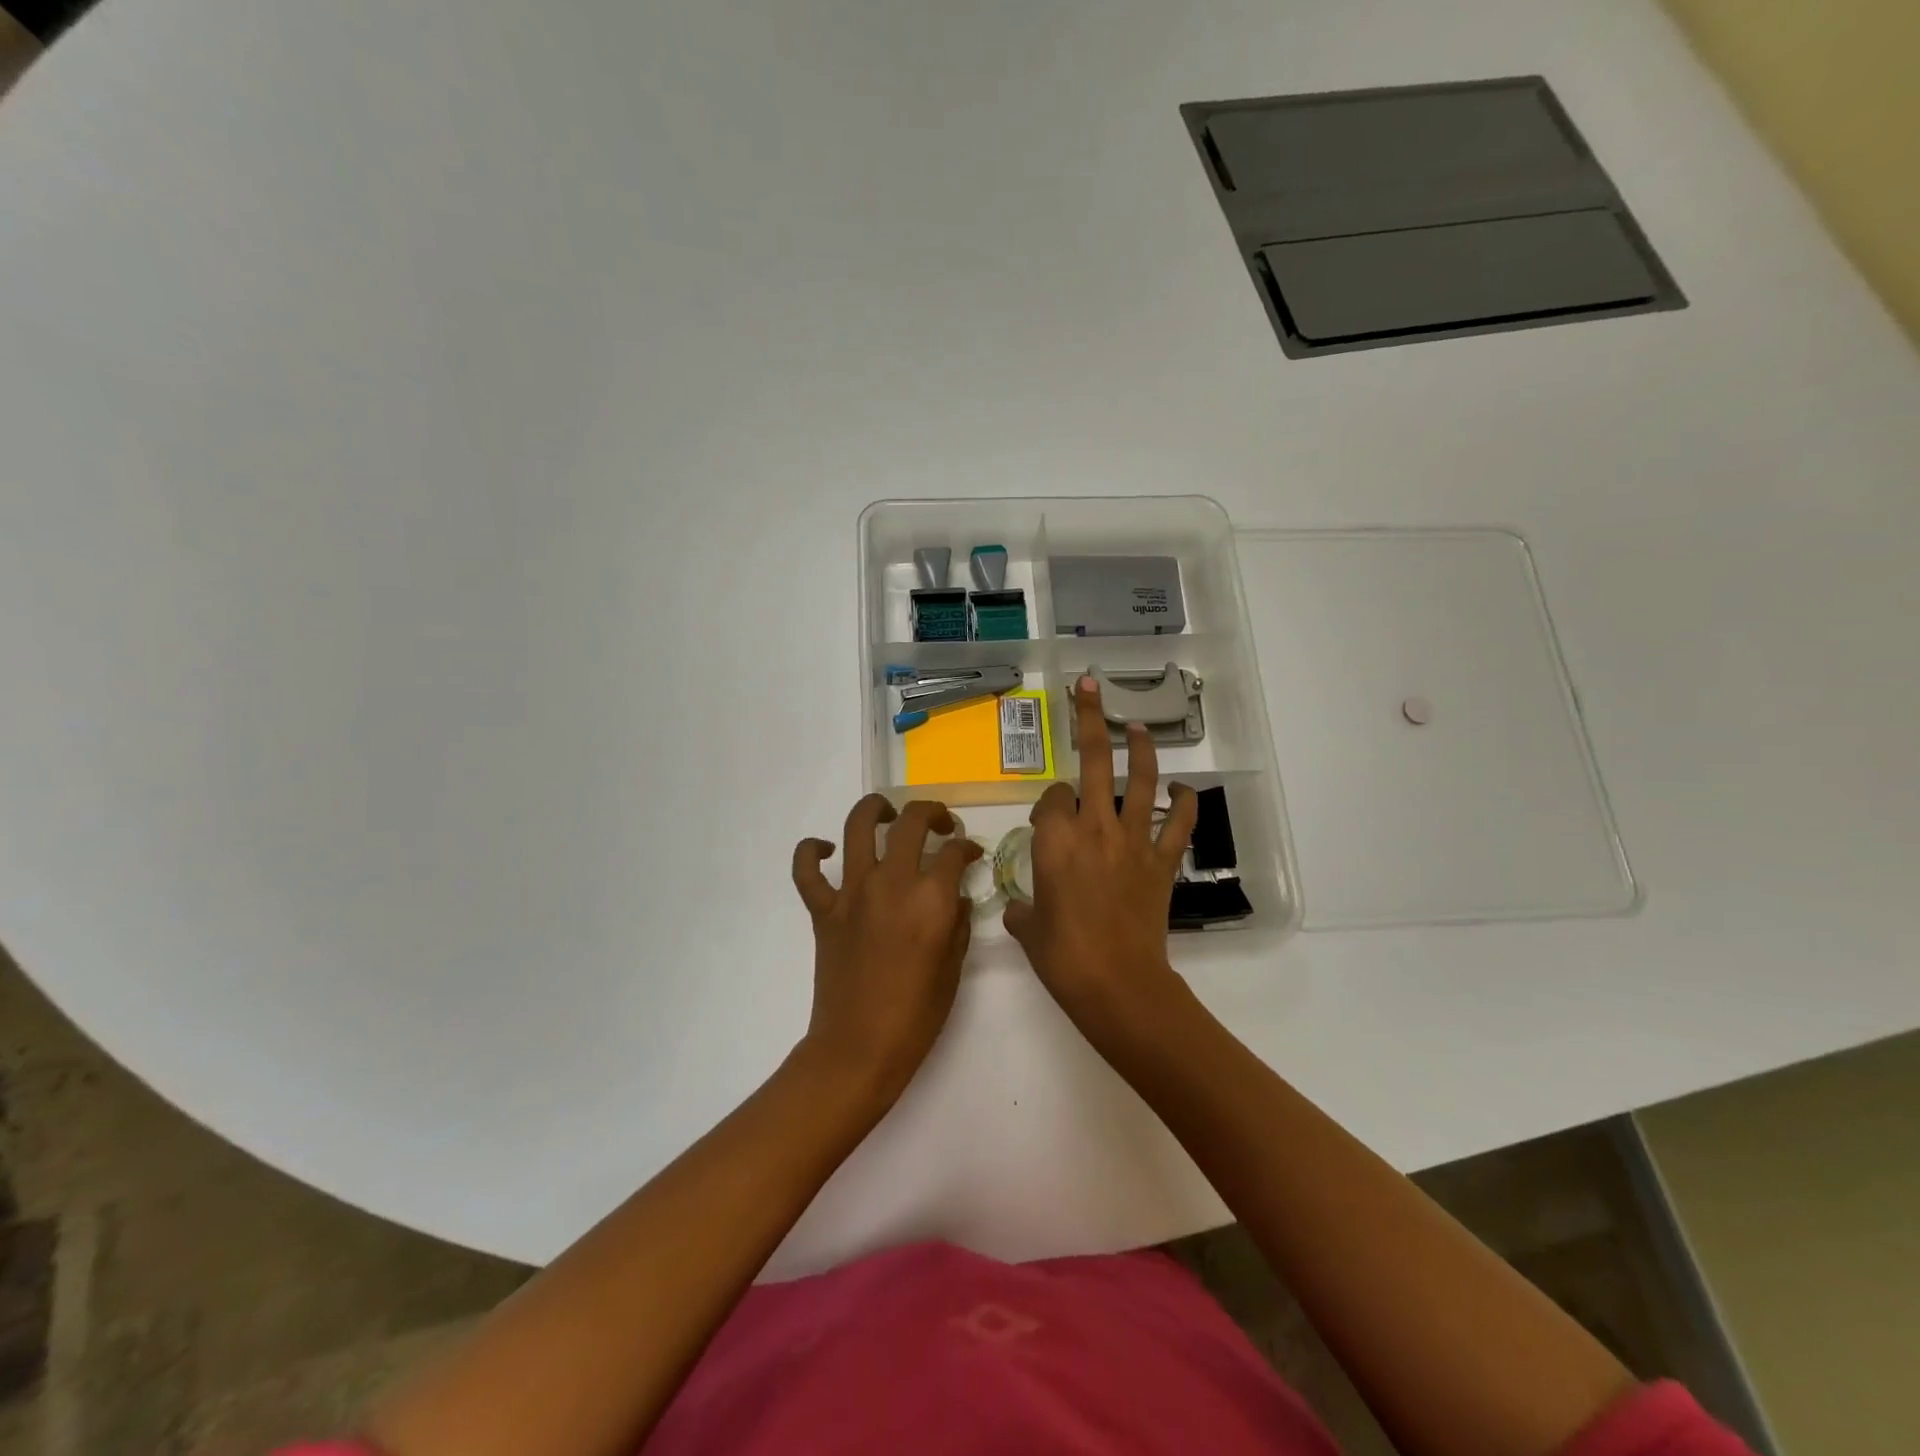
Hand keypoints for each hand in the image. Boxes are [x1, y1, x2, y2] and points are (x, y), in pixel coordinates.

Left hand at [791, 795, 981, 1101]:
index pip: (954, 852)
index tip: (971, 853)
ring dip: (875, 809)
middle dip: (932, 814)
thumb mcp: (954, 967)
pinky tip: (827, 849)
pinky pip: (807, 869)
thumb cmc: (917, 1015)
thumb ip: (958, 922)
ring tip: (886, 813)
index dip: (967, 847)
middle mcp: (892, 883)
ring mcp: (852, 893)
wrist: (860, 1047)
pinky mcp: (823, 909)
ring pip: (858, 827)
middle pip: (911, 822)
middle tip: (940, 825)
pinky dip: (812, 851)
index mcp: (931, 899)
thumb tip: (955, 896)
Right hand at [1005, 676, 1197, 1043]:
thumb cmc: (1063, 956)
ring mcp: (1133, 842)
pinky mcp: (1162, 862)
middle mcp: (1094, 829)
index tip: (1047, 822)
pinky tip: (1182, 791)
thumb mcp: (1028, 930)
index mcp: (1055, 840)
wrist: (1117, 984)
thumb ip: (1022, 910)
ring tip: (1136, 728)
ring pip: (1140, 782)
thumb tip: (1023, 908)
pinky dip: (1185, 804)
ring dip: (1140, 750)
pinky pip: (1179, 825)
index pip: (1051, 798)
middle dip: (1089, 720)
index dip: (1048, 804)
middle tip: (1089, 687)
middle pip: (1091, 762)